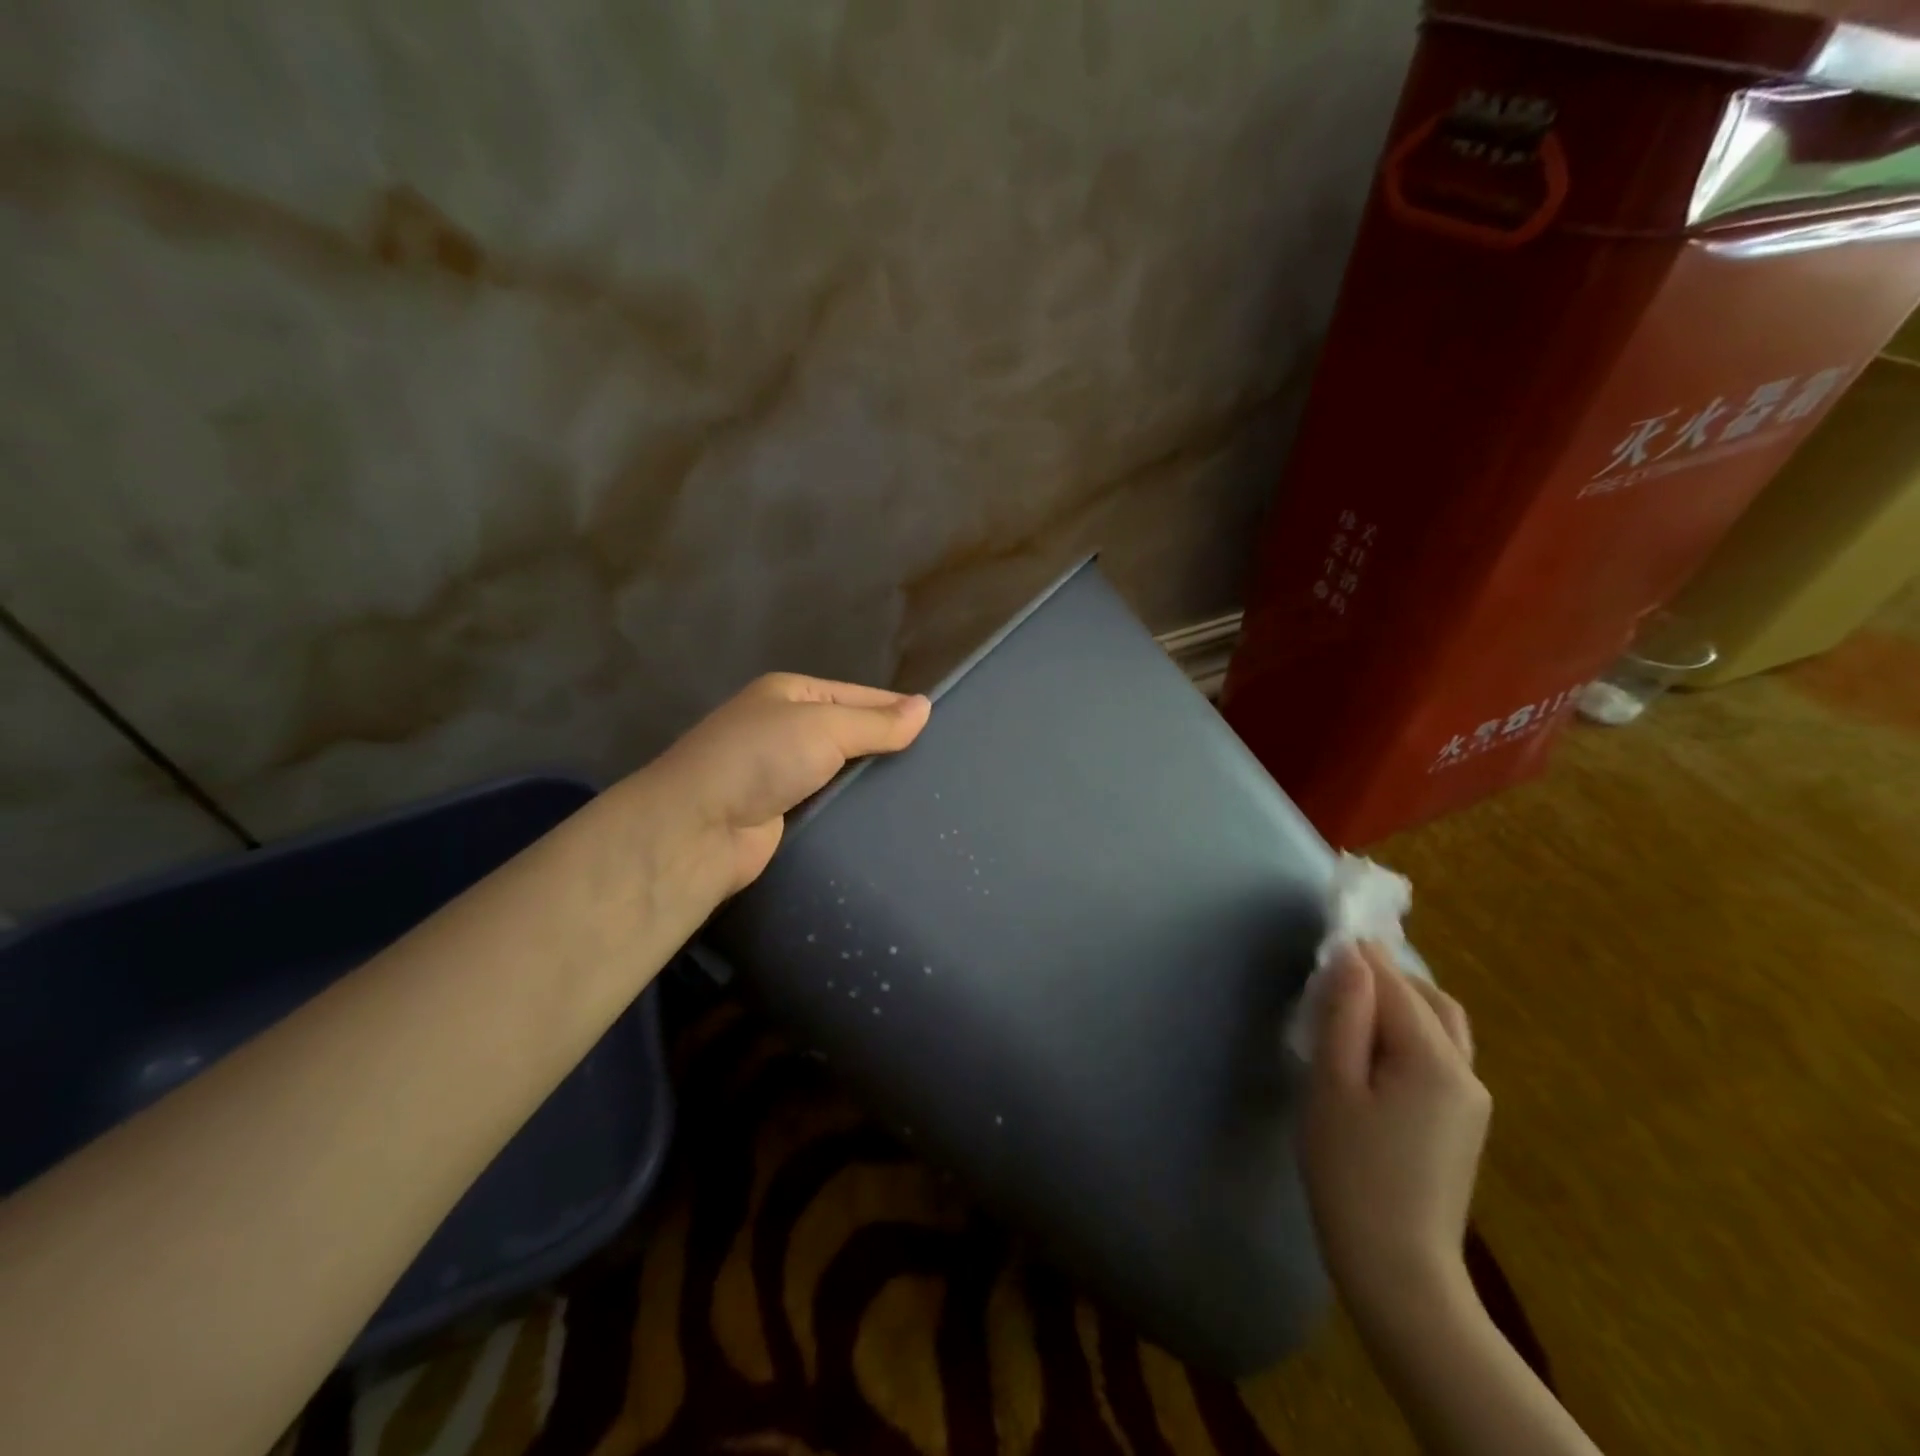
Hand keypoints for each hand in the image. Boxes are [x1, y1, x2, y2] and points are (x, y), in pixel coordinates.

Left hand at [642, 672, 930, 897]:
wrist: (698, 828)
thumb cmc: (761, 759)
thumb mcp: (824, 726)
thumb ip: (876, 721)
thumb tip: (925, 707)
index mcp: (792, 694)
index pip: (859, 696)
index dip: (896, 710)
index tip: (940, 731)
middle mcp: (785, 728)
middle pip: (850, 733)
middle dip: (887, 748)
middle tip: (938, 769)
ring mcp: (781, 773)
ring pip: (841, 772)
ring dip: (871, 782)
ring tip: (924, 796)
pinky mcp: (782, 813)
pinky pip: (828, 803)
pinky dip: (852, 809)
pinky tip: (887, 820)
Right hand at [1300, 942, 1489, 1324]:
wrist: (1398, 1267)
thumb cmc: (1350, 1170)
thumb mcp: (1332, 1084)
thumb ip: (1344, 1015)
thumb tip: (1351, 957)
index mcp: (1433, 1060)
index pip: (1396, 985)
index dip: (1363, 953)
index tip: (1332, 927)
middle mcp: (1466, 1073)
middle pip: (1430, 1000)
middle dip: (1388, 973)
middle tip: (1338, 964)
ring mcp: (1471, 1101)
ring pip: (1441, 1027)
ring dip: (1402, 1001)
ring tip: (1354, 999)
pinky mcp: (1463, 1123)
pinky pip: (1441, 1054)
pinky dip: (1410, 1031)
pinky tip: (1375, 1045)